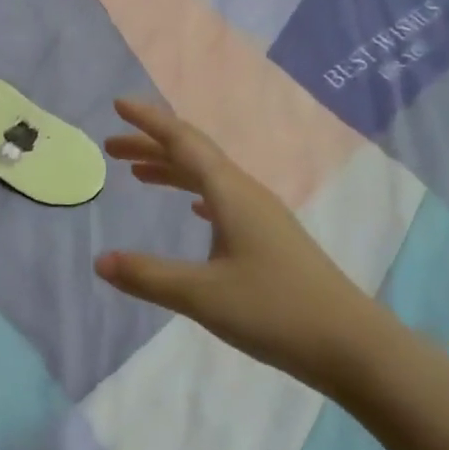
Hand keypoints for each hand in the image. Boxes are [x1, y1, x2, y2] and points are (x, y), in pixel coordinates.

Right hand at [94, 98, 401, 389]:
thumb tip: (99, 260)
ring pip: (208, 178)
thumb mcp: (202, 295)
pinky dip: (196, 193)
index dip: (149, 122)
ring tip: (138, 174)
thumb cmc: (274, 311)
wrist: (349, 344)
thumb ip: (148, 276)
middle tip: (111, 146)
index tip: (118, 105)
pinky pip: (223, 200)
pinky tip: (192, 207)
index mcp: (231, 194)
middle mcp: (246, 194)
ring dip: (171, 170)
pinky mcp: (269, 239)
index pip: (182, 143)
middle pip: (193, 155)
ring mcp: (262, 216)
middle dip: (151, 145)